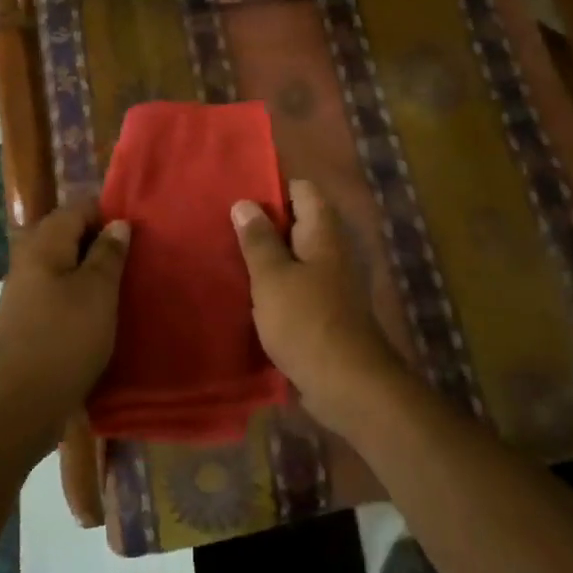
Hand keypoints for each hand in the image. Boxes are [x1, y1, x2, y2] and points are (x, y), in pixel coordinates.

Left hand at [0, 197, 129, 455]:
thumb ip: (108, 253)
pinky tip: (101, 313)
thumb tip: (117, 224)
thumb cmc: (65, 338)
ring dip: (92, 271)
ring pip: (64, 264)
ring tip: (123, 287)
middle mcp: (28, 260)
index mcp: (43, 244)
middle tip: (134, 261)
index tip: (137, 236)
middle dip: (101, 242)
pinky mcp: (28, 319)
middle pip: (68, 234)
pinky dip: (80, 294)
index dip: (109, 215)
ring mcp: (25, 291)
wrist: (20, 404)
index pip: (78, 208)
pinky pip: (58, 291)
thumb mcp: (98, 291)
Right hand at [232, 180, 406, 432]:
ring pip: (296, 256)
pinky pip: (297, 285)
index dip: (272, 188)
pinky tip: (249, 293)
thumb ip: (258, 240)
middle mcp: (332, 251)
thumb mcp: (272, 277)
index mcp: (323, 233)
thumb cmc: (306, 322)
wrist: (348, 384)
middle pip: (298, 223)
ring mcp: (332, 282)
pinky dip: (276, 285)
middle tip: (224, 226)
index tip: (239, 196)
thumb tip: (245, 202)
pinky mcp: (326, 311)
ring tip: (229, 256)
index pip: (302, 190)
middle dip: (264, 224)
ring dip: (268, 257)